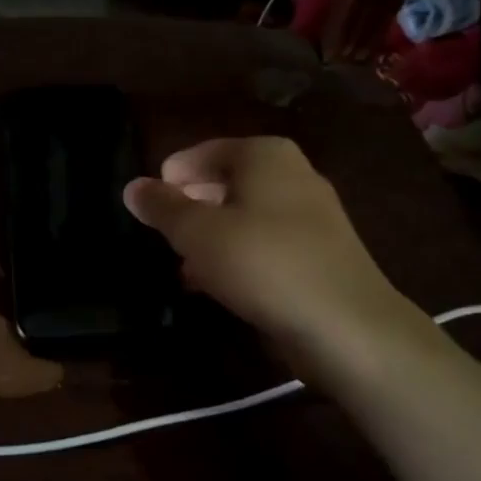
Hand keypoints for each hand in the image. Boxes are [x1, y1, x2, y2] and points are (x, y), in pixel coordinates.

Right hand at [123, 137, 428, 382]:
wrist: (348, 327)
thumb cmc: (263, 263)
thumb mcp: (197, 233)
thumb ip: (162, 207)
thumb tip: (132, 187)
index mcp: (264, 155)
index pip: (200, 153)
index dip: (169, 178)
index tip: (148, 210)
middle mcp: (292, 173)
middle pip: (223, 182)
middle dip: (190, 208)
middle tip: (163, 236)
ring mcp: (312, 214)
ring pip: (244, 215)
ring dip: (211, 237)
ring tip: (183, 266)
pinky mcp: (321, 252)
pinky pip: (266, 243)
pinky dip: (239, 256)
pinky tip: (218, 285)